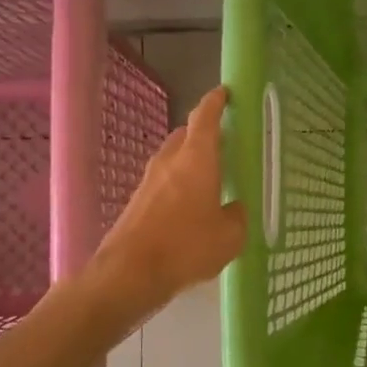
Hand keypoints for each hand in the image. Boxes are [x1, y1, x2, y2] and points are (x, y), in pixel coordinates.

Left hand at [94, 87, 246, 312]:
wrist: (129, 274)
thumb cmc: (186, 247)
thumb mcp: (230, 236)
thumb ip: (237, 216)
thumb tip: (234, 208)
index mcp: (197, 158)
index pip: (205, 117)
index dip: (216, 102)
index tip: (225, 92)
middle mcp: (170, 161)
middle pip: (186, 134)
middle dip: (204, 133)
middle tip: (225, 143)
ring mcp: (149, 181)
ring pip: (173, 158)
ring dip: (190, 160)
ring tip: (211, 177)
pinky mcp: (137, 202)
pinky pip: (164, 182)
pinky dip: (179, 184)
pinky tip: (191, 206)